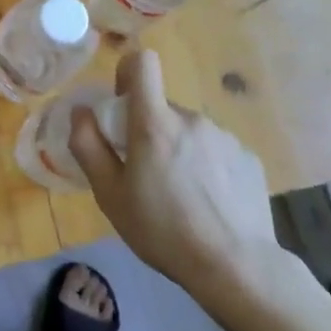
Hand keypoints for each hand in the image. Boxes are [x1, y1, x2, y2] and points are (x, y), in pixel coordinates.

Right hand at [69, 50, 288, 302]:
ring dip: (179, 150)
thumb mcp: (110, 195)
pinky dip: (207, 167)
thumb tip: (81, 111)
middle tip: (147, 174)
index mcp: (155, 123)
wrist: (237, 269)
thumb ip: (88, 146)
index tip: (122, 106)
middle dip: (150, 130)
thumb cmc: (163, 231)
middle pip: (162, 108)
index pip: (142, 62)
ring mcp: (225, 138)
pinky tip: (210, 204)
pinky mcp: (249, 159)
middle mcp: (192, 119)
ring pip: (189, 131)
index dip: (127, 73)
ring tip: (182, 195)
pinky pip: (216, 150)